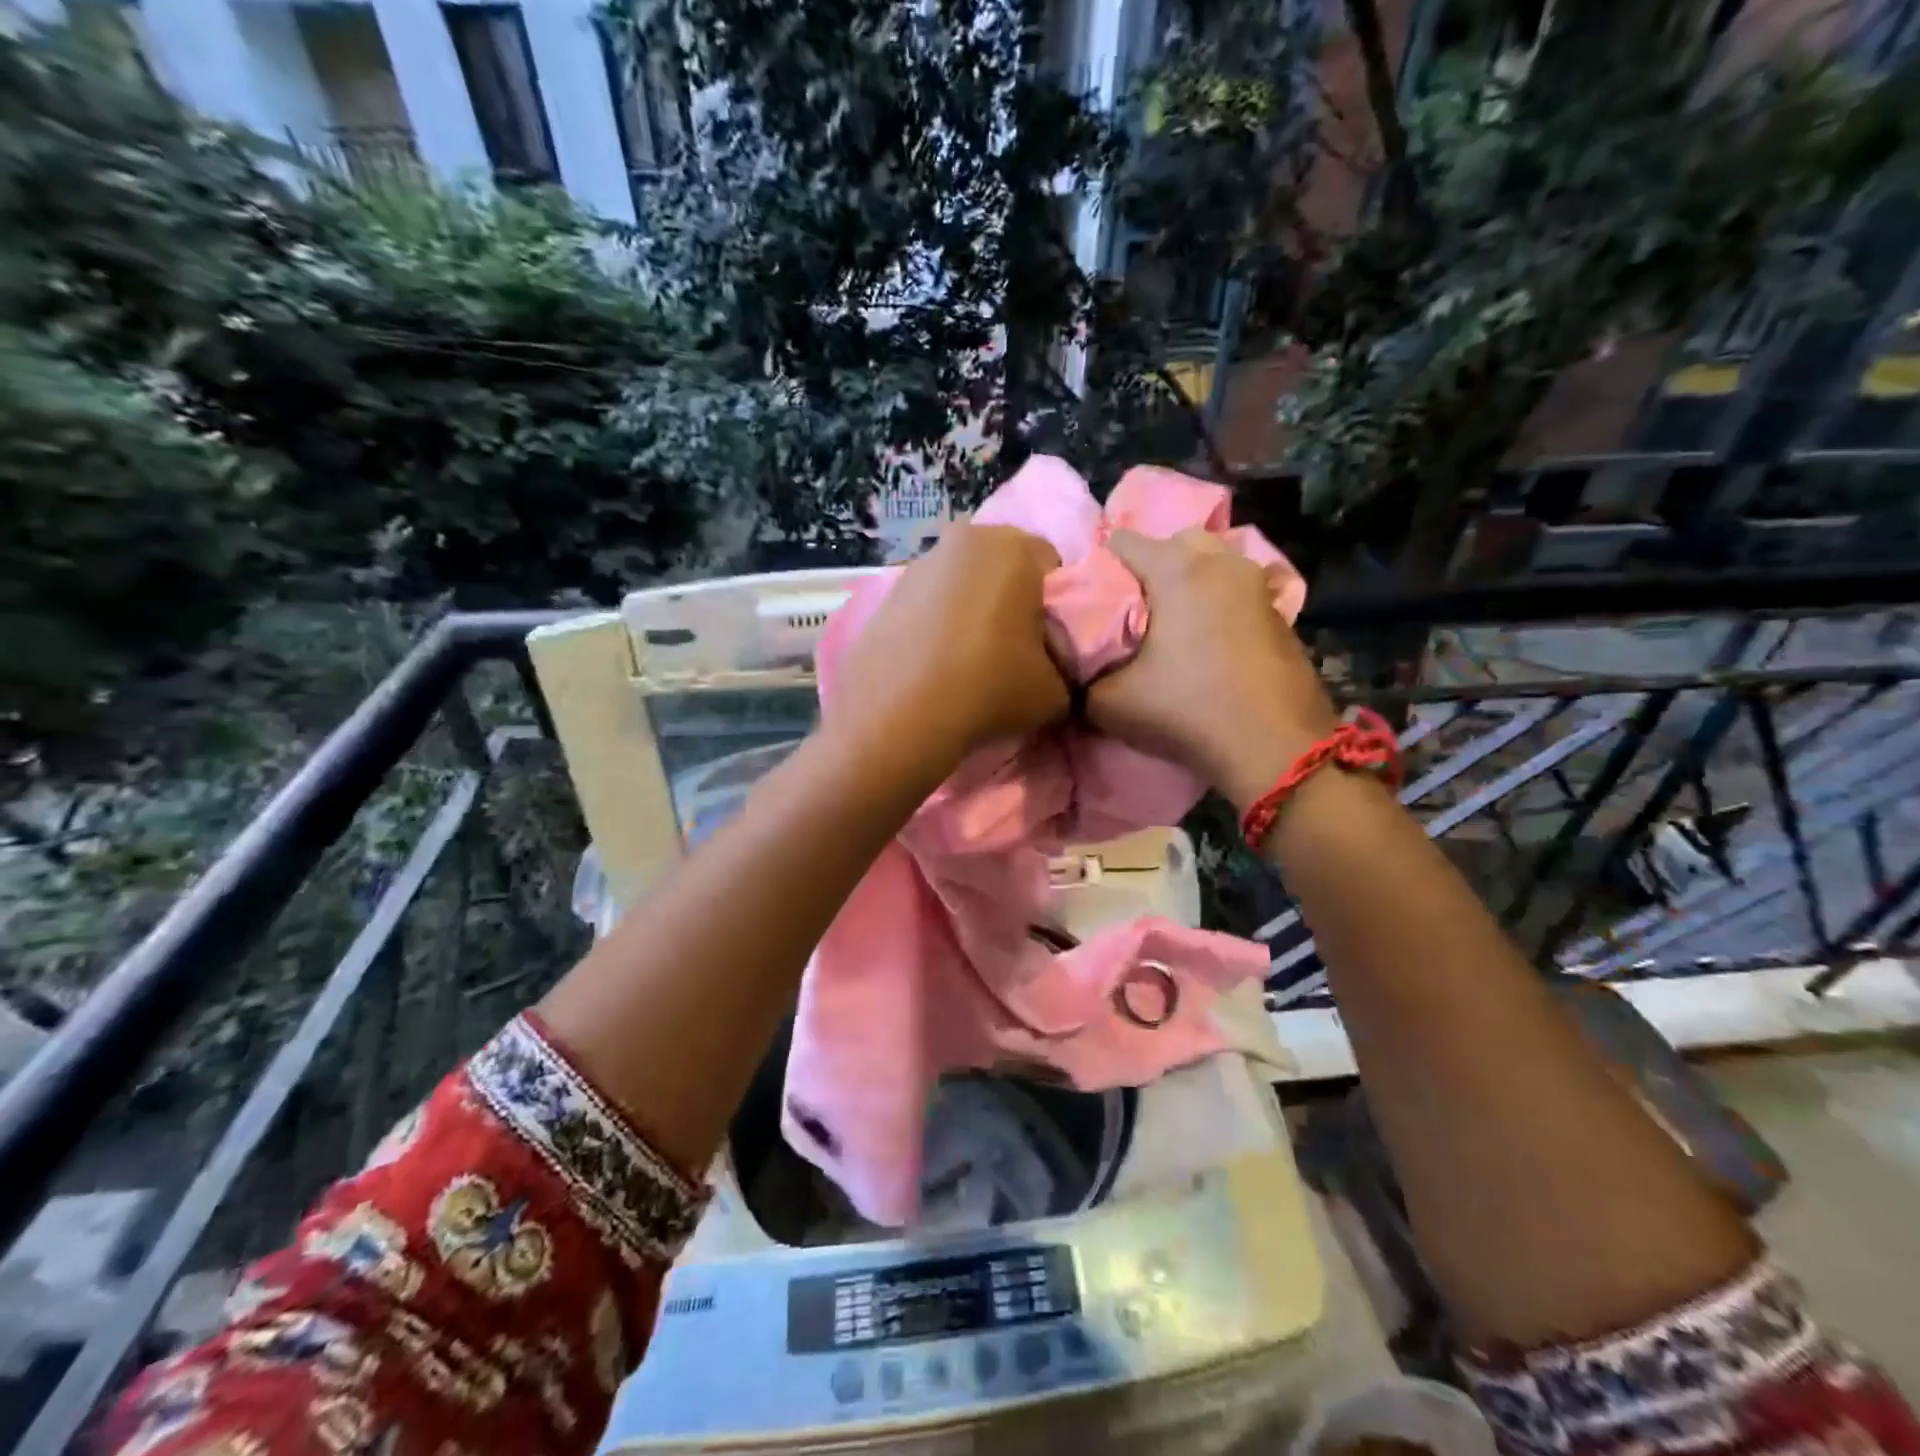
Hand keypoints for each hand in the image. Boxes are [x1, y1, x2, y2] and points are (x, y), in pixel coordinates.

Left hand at [832, 523, 1069, 768]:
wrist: (898, 715)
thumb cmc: (989, 688)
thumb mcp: (1057, 692)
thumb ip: (1066, 670)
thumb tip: (1053, 670)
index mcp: (1015, 548)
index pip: (1052, 566)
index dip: (1054, 607)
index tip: (1047, 643)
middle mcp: (965, 540)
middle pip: (1002, 567)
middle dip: (1010, 600)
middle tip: (1011, 650)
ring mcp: (919, 564)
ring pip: (961, 582)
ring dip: (969, 609)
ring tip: (966, 660)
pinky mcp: (886, 593)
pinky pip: (927, 603)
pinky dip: (935, 624)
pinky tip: (933, 663)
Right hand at [1087, 529, 1338, 809]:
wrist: (1274, 747)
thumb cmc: (1187, 711)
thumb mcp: (1109, 703)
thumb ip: (1083, 676)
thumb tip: (1078, 668)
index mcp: (1177, 570)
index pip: (1121, 541)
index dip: (1099, 568)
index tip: (1094, 604)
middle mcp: (1221, 563)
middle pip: (1175, 542)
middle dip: (1151, 567)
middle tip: (1135, 610)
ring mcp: (1256, 585)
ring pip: (1213, 563)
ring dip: (1189, 583)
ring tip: (1172, 626)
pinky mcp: (1279, 613)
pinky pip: (1236, 591)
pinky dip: (1218, 604)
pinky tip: (1208, 642)